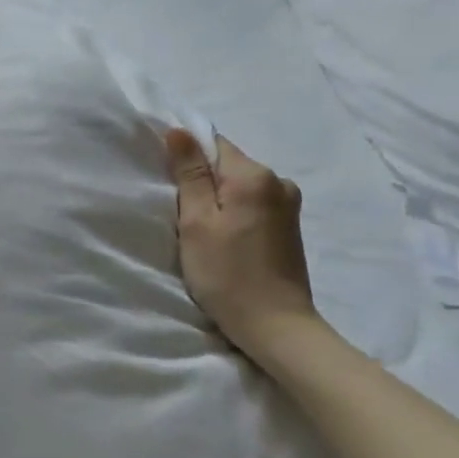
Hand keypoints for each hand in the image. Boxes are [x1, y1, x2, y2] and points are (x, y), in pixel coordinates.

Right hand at [166, 128, 318, 360]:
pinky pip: (253, 204)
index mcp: (255, 176)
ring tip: (201, 230)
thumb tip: (180, 131)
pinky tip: (224, 239)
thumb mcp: (196, 221)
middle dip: (202, 181)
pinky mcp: (289, 227)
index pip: (213, 144)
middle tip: (181, 213)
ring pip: (240, 187)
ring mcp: (288, 205)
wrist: (275, 326)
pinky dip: (234, 213)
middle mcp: (278, 182)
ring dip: (218, 199)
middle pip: (228, 165)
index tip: (169, 184)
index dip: (187, 158)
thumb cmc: (227, 273)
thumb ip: (189, 174)